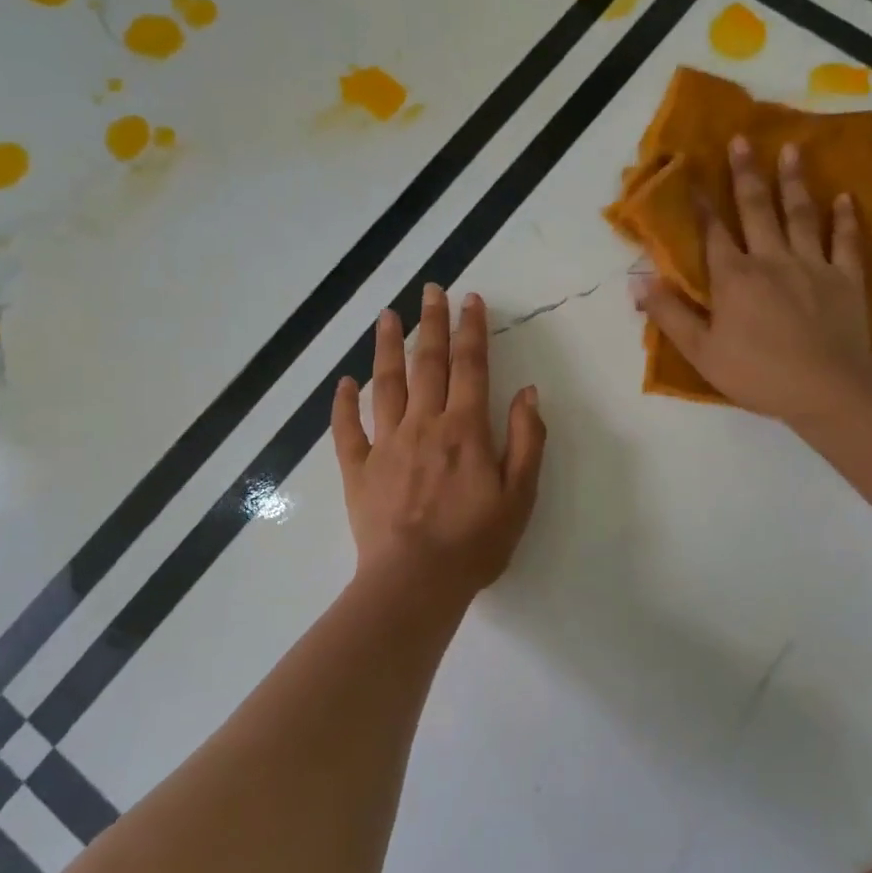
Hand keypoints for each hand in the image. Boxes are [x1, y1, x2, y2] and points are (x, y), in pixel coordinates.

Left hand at [332, 285, 546, 602]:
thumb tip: (527, 391)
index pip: (470, 366)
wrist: (415, 583)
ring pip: (385, 384)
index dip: (471, 330)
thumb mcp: (520, 494)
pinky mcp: (358, 470)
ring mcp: (386, 445)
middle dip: (431, 323)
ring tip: (387, 316)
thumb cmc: (475, 542)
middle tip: (430, 289)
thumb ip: (526, 439)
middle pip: (427, 363)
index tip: (470, 299)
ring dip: (388, 347)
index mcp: (464, 428)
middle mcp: (423, 424)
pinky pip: (347, 430)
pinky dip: (344, 404)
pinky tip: (344, 383)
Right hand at [634, 136, 871, 423]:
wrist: (826, 388)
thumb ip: (671, 315)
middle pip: (757, 209)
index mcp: (735, 278)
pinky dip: (845, 219)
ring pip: (801, 215)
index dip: (703, 206)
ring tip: (792, 150)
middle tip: (742, 139)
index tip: (694, 176)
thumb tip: (639, 283)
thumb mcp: (702, 352)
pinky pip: (845, 242)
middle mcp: (772, 259)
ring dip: (795, 182)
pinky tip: (845, 198)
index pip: (714, 234)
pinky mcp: (846, 279)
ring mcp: (812, 265)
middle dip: (746, 174)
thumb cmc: (758, 374)